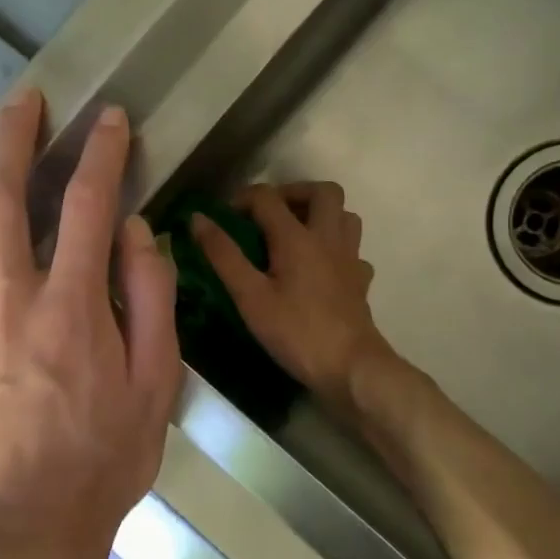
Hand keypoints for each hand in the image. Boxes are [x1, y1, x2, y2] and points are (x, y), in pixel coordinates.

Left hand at [0, 89, 180, 558]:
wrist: (30, 523)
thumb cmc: (106, 453)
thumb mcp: (157, 381)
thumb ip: (150, 297)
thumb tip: (135, 230)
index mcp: (75, 309)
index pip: (90, 207)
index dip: (101, 153)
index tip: (110, 120)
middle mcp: (13, 300)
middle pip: (1, 198)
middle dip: (14, 138)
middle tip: (25, 100)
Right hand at [189, 182, 394, 407]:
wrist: (351, 367)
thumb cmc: (296, 331)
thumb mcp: (250, 296)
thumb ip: (223, 255)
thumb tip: (198, 218)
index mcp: (297, 237)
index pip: (268, 197)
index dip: (242, 199)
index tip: (224, 216)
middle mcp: (328, 237)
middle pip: (323, 191)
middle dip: (294, 193)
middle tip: (270, 213)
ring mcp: (350, 258)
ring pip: (345, 216)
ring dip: (321, 214)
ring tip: (296, 232)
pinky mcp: (361, 280)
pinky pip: (352, 250)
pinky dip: (336, 249)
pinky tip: (321, 267)